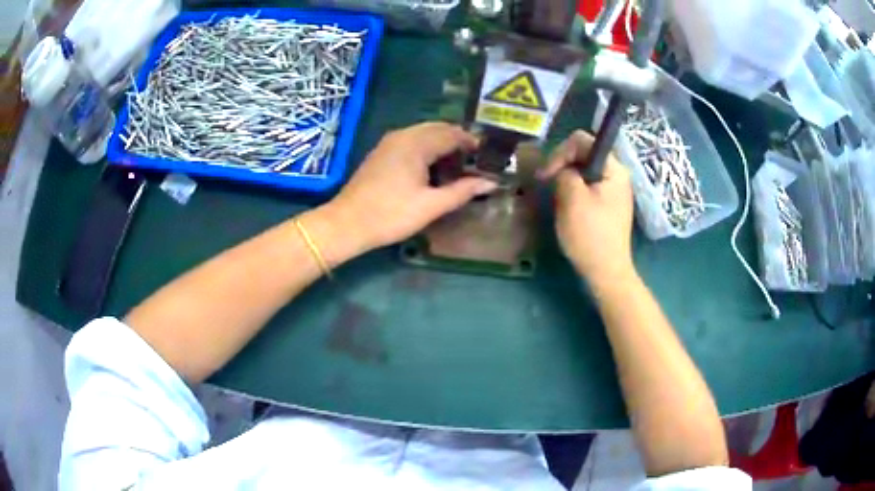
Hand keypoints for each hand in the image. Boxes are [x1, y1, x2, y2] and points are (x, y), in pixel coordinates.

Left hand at [324, 122, 497, 253]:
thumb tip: (491, 182)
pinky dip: (426, 146)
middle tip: (474, 158)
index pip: (452, 133)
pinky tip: (432, 165)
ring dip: (441, 142)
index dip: (471, 142)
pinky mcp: (381, 152)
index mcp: (417, 143)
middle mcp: (403, 135)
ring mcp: (389, 142)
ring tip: (457, 162)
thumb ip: (462, 191)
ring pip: (423, 133)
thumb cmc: (391, 215)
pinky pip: (411, 140)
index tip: (487, 154)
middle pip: (437, 128)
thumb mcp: (431, 206)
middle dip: (457, 139)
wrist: (347, 223)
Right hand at [538, 130, 634, 284]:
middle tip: (546, 183)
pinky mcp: (608, 205)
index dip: (561, 151)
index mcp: (614, 169)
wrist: (607, 272)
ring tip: (556, 197)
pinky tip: (566, 206)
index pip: (583, 141)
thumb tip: (561, 170)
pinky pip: (588, 186)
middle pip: (584, 154)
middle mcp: (617, 175)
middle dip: (562, 165)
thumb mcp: (572, 199)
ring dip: (566, 179)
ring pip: (584, 171)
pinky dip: (573, 190)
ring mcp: (614, 191)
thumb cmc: (591, 236)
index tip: (547, 174)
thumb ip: (565, 173)